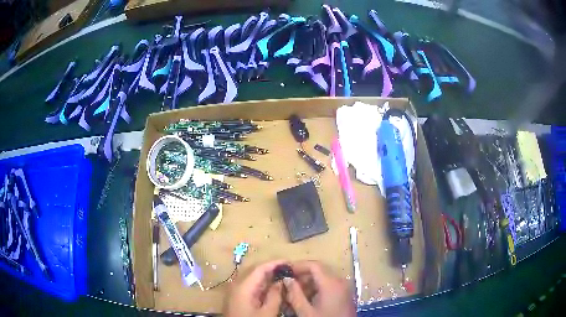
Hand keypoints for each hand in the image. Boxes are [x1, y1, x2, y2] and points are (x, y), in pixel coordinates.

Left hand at [223, 260, 285, 316]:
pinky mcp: (236, 297)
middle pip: (254, 271)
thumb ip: (274, 295)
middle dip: (271, 268)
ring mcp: (235, 291)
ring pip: (252, 277)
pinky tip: (271, 287)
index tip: (289, 262)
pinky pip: (250, 285)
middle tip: (288, 269)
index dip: (274, 263)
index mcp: (243, 286)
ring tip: (282, 276)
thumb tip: (280, 281)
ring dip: (267, 276)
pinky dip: (261, 284)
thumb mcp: (267, 312)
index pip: (259, 268)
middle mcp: (237, 285)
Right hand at [284, 261, 355, 316]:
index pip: (314, 265)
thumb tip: (287, 279)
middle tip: (287, 285)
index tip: (284, 272)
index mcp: (331, 283)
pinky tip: (306, 299)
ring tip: (294, 294)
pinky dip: (316, 289)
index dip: (298, 266)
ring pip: (323, 279)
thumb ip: (295, 294)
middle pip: (319, 271)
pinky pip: (329, 286)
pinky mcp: (344, 295)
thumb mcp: (306, 311)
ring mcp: (343, 288)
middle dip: (301, 276)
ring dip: (308, 283)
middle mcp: (340, 281)